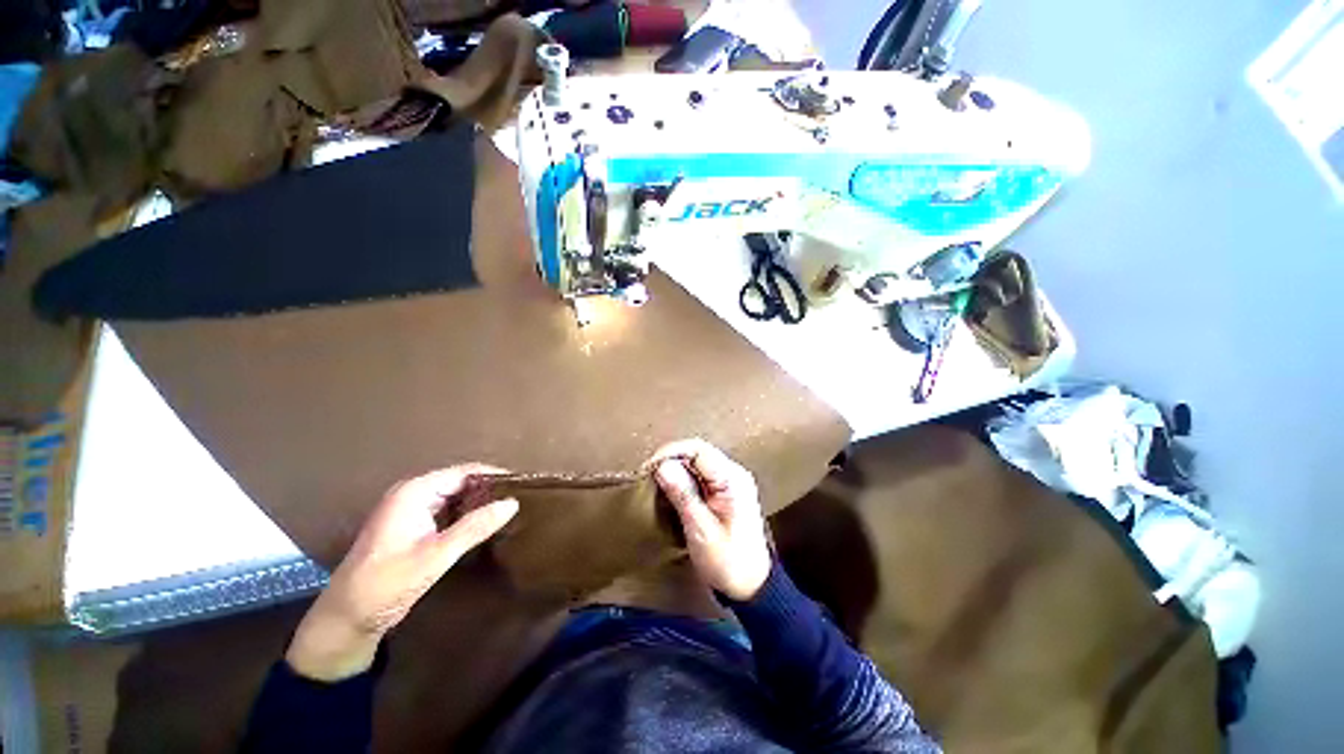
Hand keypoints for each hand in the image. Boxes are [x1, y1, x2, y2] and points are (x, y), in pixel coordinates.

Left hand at [286, 465, 517, 681]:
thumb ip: (475, 527)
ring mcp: (411, 510)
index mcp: (415, 492)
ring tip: (509, 509)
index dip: (494, 476)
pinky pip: (447, 510)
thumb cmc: (387, 584)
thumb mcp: (436, 556)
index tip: (523, 484)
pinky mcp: (412, 526)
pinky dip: (466, 514)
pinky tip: (485, 524)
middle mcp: (412, 493)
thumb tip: (513, 502)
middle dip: (488, 489)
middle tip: (520, 499)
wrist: (347, 619)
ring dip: (479, 502)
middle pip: (460, 481)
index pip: (465, 472)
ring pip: (455, 496)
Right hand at [650, 439, 770, 600]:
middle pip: (697, 453)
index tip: (649, 468)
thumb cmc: (728, 561)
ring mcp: (730, 481)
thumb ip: (683, 494)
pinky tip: (670, 490)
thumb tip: (662, 466)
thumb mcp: (701, 530)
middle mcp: (733, 473)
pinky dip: (682, 479)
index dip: (671, 453)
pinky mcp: (724, 491)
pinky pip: (700, 475)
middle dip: (671, 459)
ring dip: (675, 469)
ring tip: (655, 483)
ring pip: (697, 463)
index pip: (698, 450)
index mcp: (733, 479)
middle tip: (648, 476)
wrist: (751, 586)